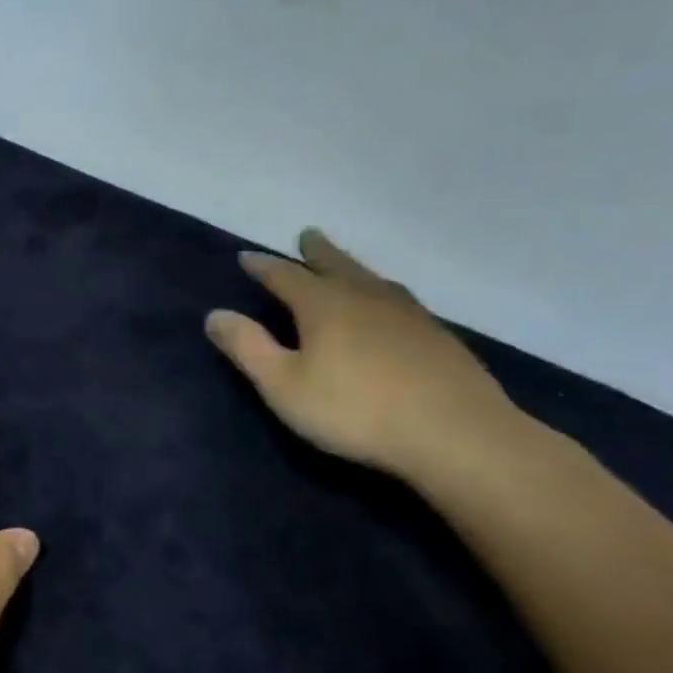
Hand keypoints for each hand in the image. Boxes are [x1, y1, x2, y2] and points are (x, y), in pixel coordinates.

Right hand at [205, 228, 521, 481]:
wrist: (457, 435)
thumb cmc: (355, 410)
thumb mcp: (283, 385)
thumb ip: (247, 348)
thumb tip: (215, 314)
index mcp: (324, 305)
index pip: (285, 275)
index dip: (263, 266)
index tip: (246, 257)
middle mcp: (366, 298)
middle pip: (336, 265)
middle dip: (316, 251)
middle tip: (307, 236)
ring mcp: (408, 315)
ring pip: (373, 279)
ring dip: (352, 268)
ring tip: (345, 267)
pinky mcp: (437, 337)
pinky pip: (399, 300)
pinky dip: (381, 293)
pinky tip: (388, 308)